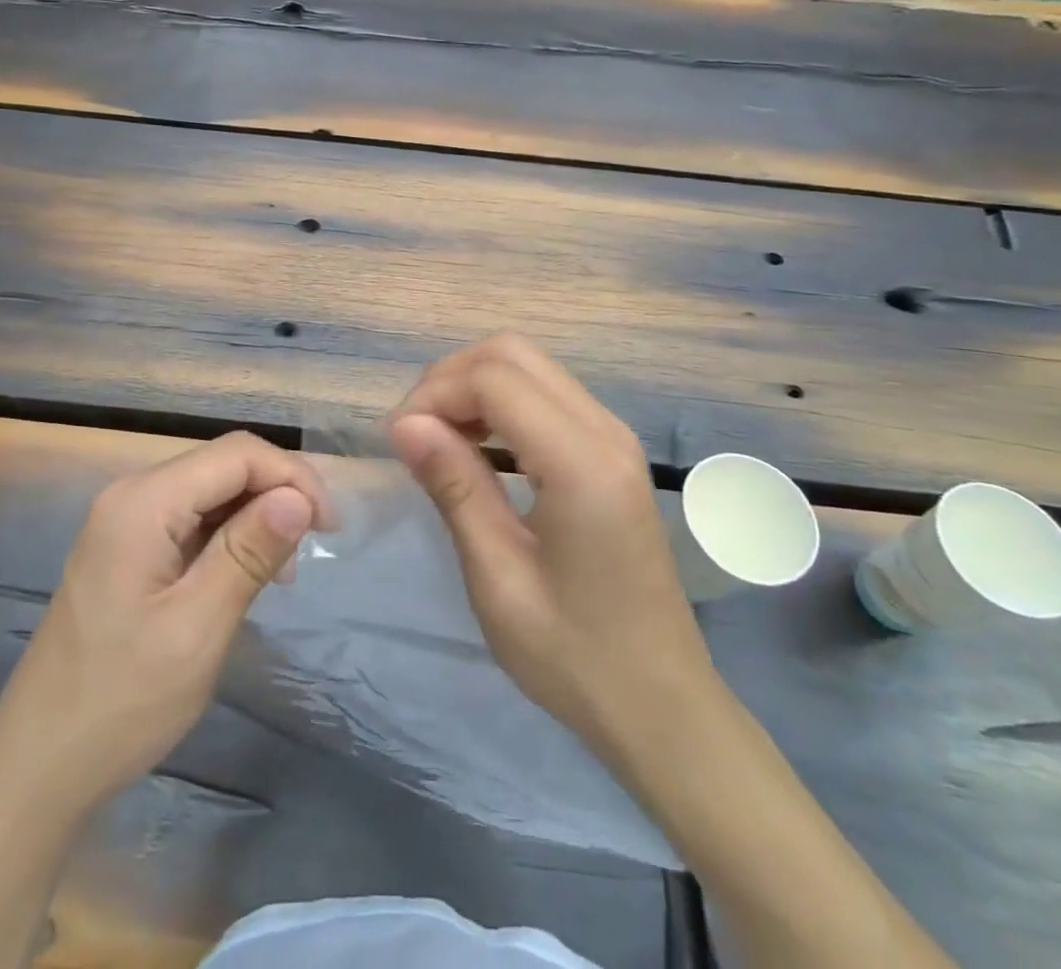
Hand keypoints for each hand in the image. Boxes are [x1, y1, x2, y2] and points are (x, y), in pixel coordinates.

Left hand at [1, 432, 330, 813]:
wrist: (38, 767)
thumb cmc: (121, 701)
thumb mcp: (197, 628)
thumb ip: (249, 553)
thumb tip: (299, 497)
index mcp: (143, 502)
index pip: (237, 454)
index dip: (292, 477)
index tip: (329, 528)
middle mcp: (132, 495)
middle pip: (223, 465)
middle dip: (276, 495)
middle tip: (309, 552)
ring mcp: (125, 521)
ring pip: (211, 491)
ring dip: (255, 518)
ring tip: (280, 573)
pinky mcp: (127, 548)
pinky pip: (191, 519)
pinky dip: (229, 537)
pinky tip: (244, 575)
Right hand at [389, 333, 714, 757]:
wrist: (662, 706)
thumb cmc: (574, 656)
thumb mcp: (498, 578)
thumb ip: (454, 487)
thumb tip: (404, 423)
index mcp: (581, 462)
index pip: (493, 377)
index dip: (434, 393)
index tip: (398, 441)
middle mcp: (604, 431)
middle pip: (512, 354)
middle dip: (451, 379)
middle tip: (416, 434)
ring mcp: (613, 438)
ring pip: (529, 367)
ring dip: (474, 388)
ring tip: (438, 442)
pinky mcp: (611, 452)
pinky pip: (546, 396)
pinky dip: (500, 404)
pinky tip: (478, 450)